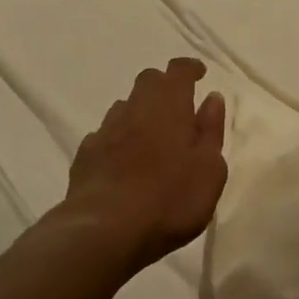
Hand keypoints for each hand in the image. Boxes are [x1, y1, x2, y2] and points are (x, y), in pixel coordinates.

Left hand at [60, 58, 227, 269]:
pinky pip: (105, 135)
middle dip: (164, 86)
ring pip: (124, 107)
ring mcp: (106, 131)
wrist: (105, 230)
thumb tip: (212, 98)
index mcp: (169, 106)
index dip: (190, 68)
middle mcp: (134, 109)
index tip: (200, 74)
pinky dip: (119, 138)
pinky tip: (124, 159)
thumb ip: (211, 130)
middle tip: (179, 104)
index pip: (178, 71)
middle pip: (147, 81)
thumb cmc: (170, 199)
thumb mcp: (209, 169)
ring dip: (140, 112)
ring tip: (152, 134)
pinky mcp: (86, 155)